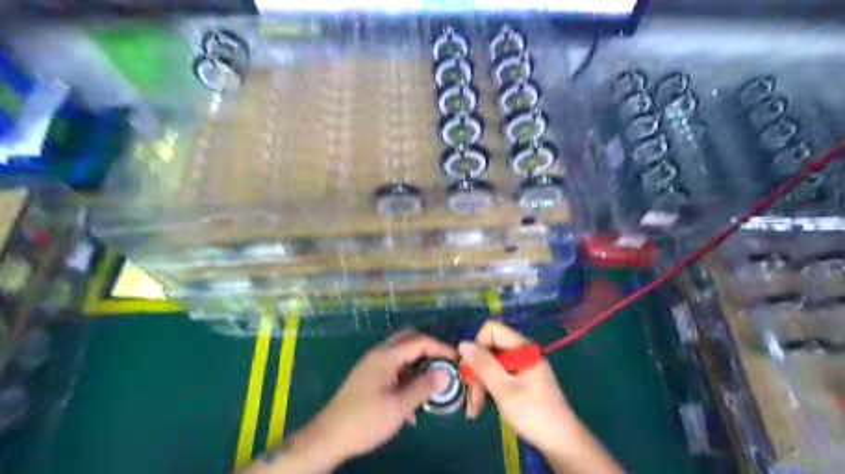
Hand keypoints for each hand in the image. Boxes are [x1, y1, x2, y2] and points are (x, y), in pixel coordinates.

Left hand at [304, 330, 454, 466]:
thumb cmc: (365, 420)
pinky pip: (393, 368)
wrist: (328, 437)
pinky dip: (406, 377)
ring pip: (401, 354)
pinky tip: (410, 403)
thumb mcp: (399, 407)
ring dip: (418, 364)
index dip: (441, 347)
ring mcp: (372, 365)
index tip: (457, 359)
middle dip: (429, 349)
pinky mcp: (368, 377)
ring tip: (431, 385)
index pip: (420, 341)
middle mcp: (379, 354)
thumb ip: (423, 387)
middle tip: (445, 364)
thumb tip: (446, 373)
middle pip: (409, 340)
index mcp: (386, 356)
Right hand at [459, 323, 577, 452]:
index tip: (471, 370)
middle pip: (489, 348)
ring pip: (490, 364)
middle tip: (471, 397)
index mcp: (522, 347)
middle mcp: (521, 352)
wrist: (561, 442)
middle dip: (476, 371)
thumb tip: (462, 344)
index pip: (491, 330)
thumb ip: (483, 365)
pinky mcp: (520, 379)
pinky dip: (487, 388)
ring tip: (474, 409)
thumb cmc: (533, 414)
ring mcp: (521, 366)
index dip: (477, 346)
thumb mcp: (504, 389)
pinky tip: (481, 407)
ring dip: (479, 383)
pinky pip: (497, 375)